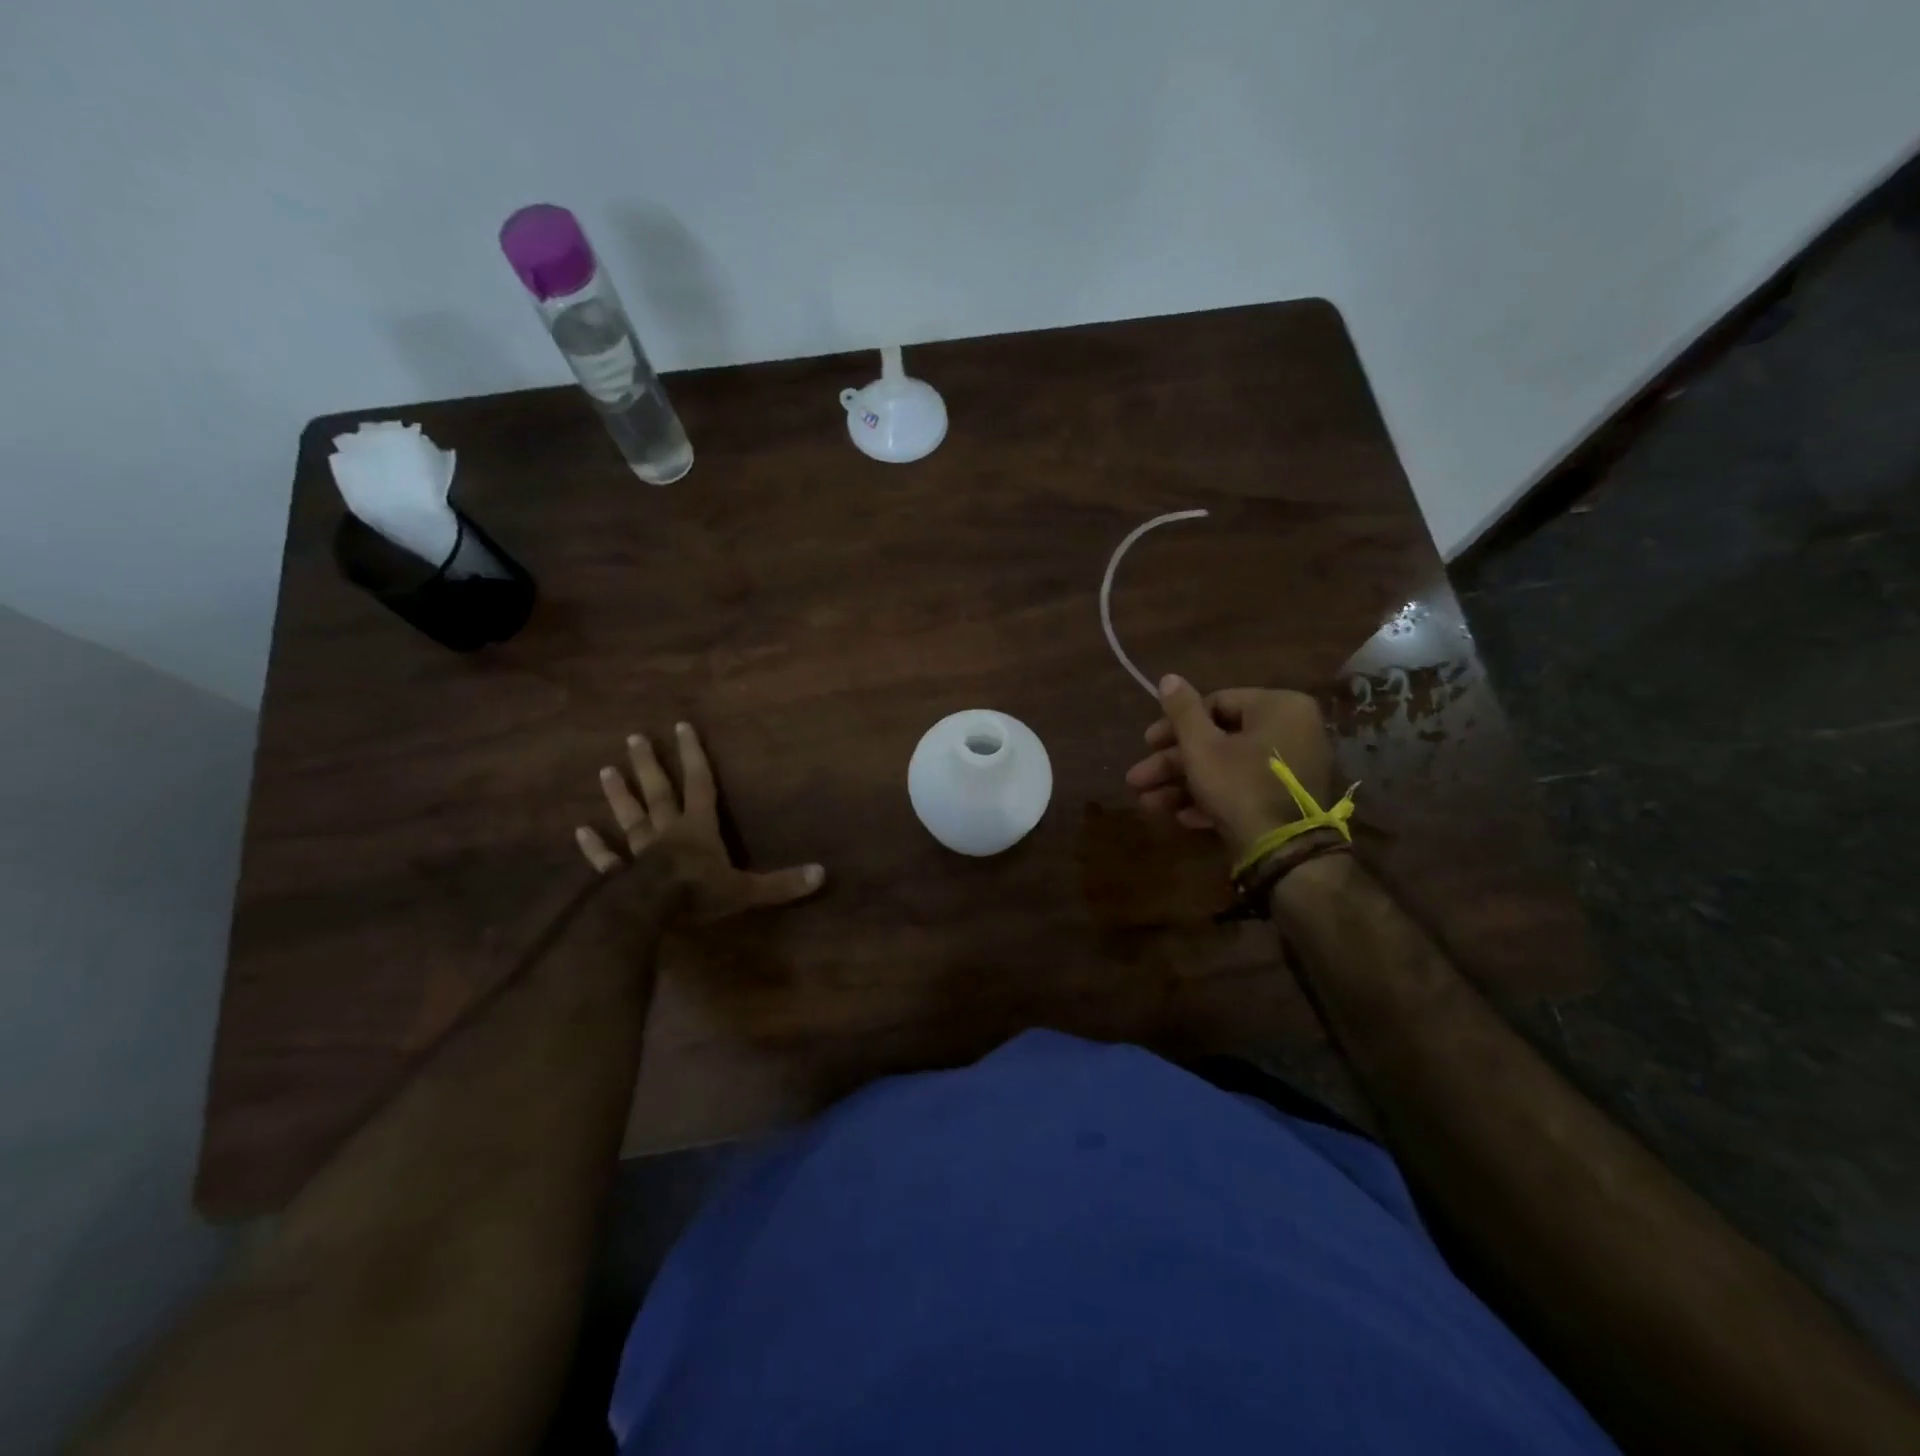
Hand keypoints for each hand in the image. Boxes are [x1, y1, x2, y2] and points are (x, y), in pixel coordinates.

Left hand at [575, 723, 825, 922]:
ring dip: (620, 795)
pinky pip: (606, 858)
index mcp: (699, 828)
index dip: (693, 755)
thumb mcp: (748, 890)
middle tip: (633, 738)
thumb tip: (822, 874)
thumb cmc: (700, 892)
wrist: (652, 912)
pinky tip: (580, 831)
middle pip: (658, 792)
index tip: (681, 726)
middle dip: (649, 765)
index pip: (699, 784)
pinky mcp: (618, 875)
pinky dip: (594, 846)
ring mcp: (640, 851)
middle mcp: (668, 831)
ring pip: (631, 817)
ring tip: (606, 770)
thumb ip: (782, 883)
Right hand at [1125, 675, 1334, 863]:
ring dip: (1184, 784)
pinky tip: (1183, 817)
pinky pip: (1244, 789)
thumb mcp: (1201, 746)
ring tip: (1149, 804)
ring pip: (1226, 767)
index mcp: (1279, 707)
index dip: (1175, 724)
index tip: (1147, 743)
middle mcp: (1292, 731)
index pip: (1216, 704)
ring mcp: (1292, 768)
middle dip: (1173, 763)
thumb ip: (1182, 710)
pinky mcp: (1287, 800)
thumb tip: (1169, 677)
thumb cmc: (1239, 786)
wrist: (1283, 852)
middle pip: (1219, 739)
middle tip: (1138, 779)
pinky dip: (1213, 799)